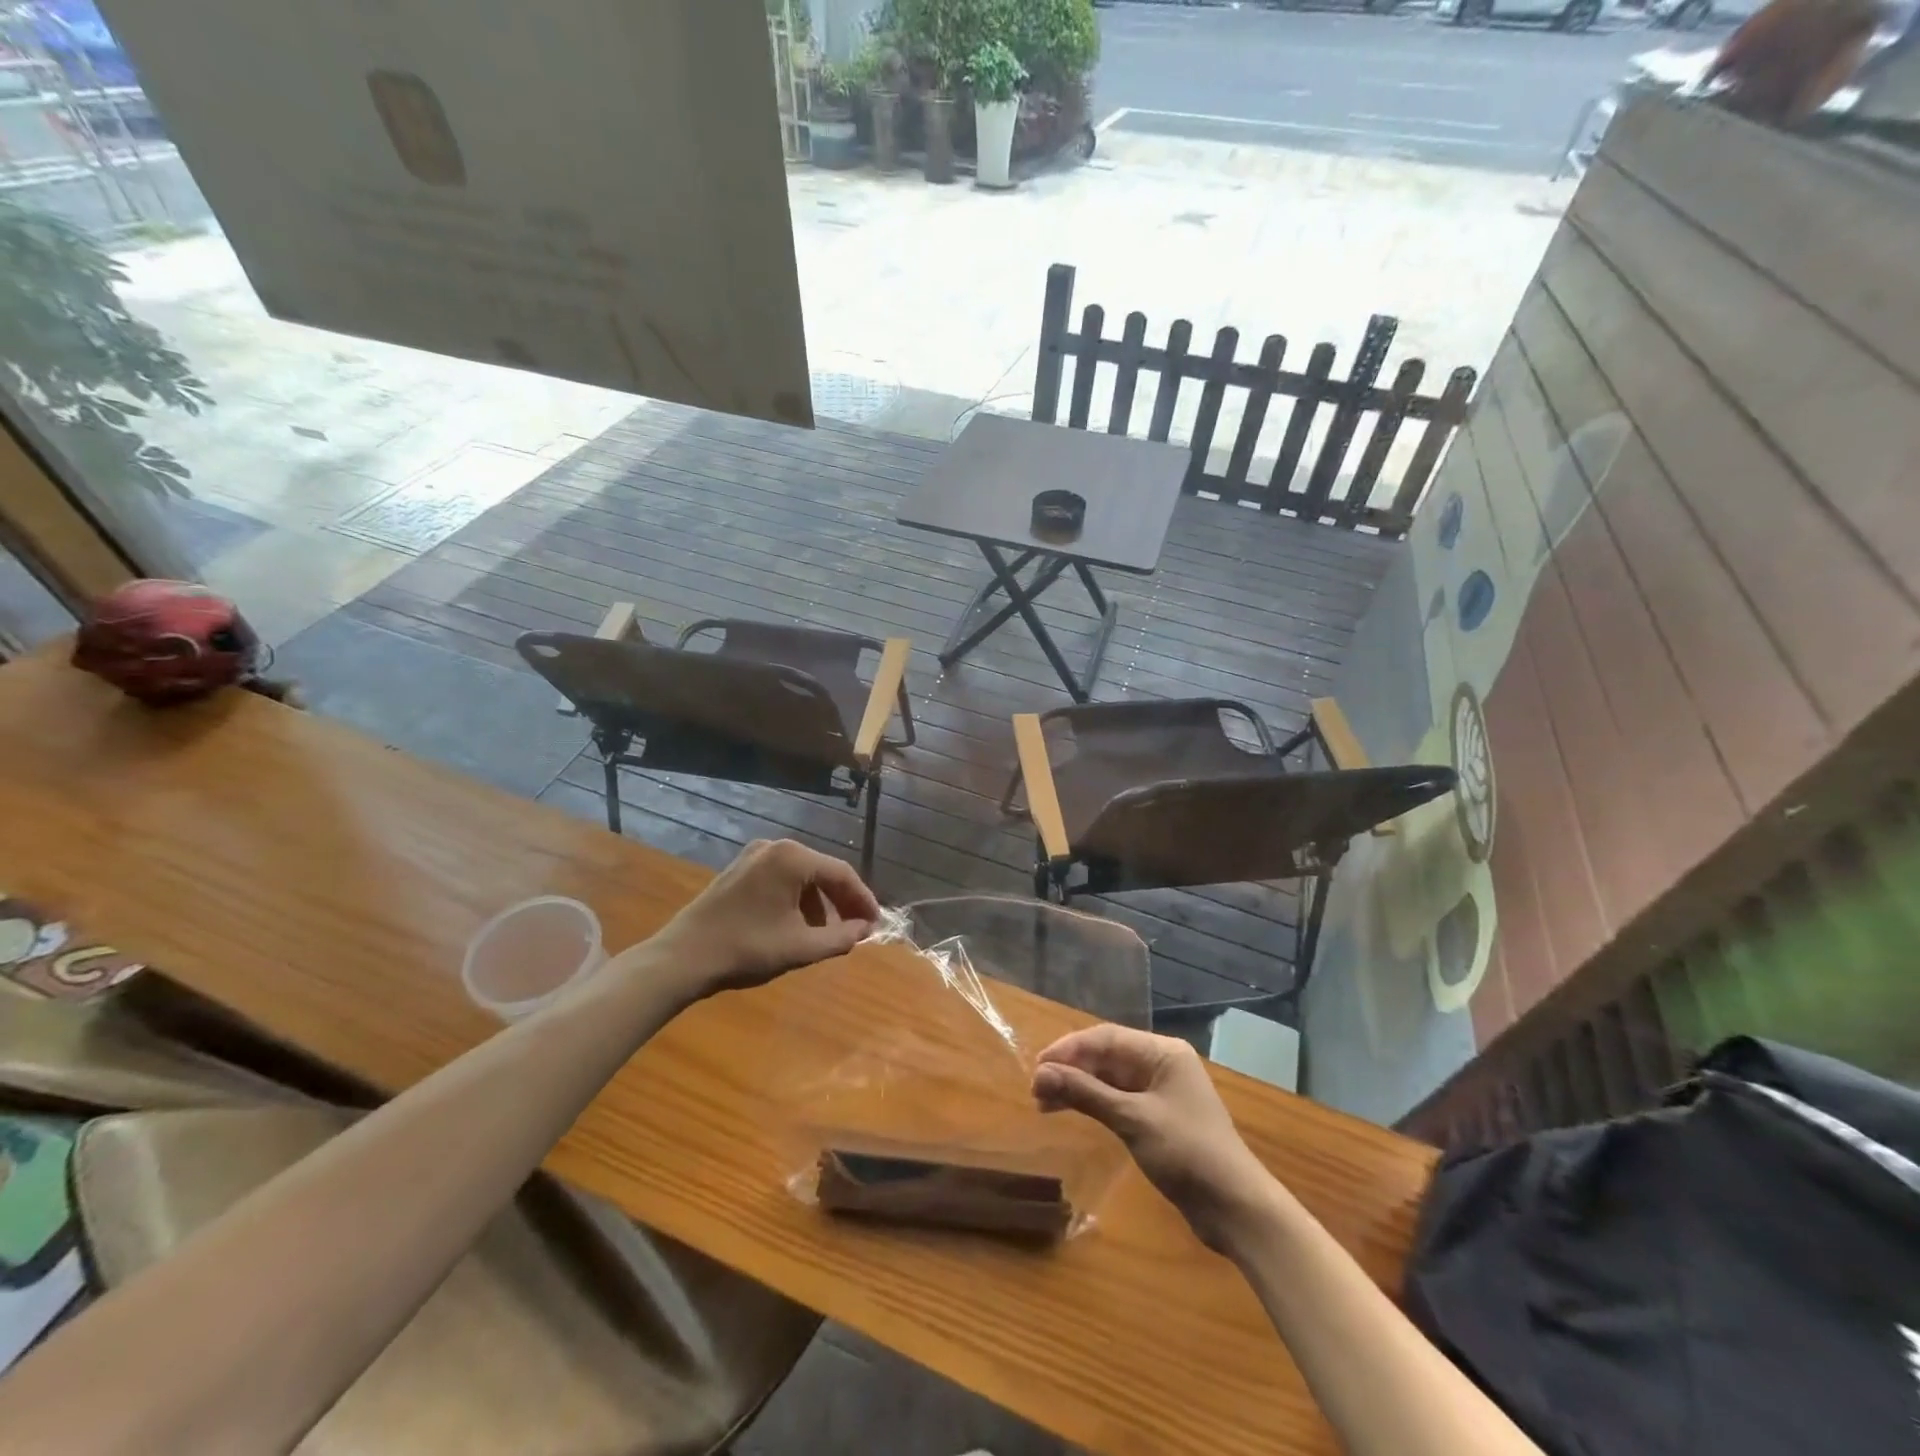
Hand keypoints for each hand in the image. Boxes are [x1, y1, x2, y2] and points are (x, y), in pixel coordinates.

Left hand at [638, 840, 880, 997]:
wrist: (682, 958)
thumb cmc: (746, 949)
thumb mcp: (800, 948)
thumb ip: (840, 938)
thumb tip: (864, 930)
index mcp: (793, 858)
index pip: (842, 874)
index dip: (863, 899)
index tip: (876, 924)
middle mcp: (776, 847)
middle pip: (822, 871)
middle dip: (842, 901)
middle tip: (857, 928)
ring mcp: (754, 855)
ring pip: (802, 876)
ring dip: (819, 903)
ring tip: (828, 934)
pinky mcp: (739, 869)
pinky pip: (781, 879)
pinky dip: (796, 899)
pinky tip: (797, 925)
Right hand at [1033, 1025, 1273, 1253]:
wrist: (1236, 1208)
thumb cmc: (1187, 1153)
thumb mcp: (1133, 1120)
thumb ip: (1086, 1093)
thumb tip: (1040, 1073)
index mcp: (1163, 1052)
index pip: (1106, 1038)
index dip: (1068, 1049)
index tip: (1037, 1067)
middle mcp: (1161, 1064)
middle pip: (1106, 1056)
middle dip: (1071, 1069)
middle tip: (1036, 1090)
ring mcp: (1160, 1092)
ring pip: (1109, 1079)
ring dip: (1078, 1088)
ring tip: (1044, 1104)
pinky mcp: (1158, 1118)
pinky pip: (1118, 1100)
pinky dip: (1094, 1104)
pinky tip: (1071, 1112)